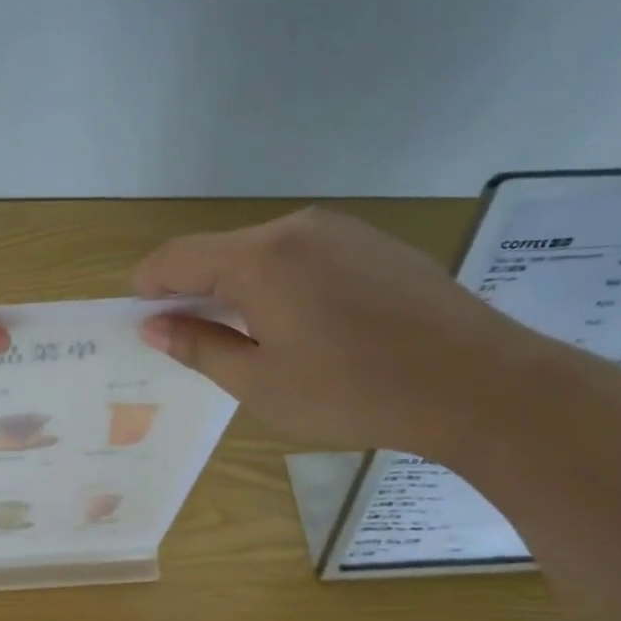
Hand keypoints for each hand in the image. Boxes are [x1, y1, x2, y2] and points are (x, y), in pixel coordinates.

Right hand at [133, 208, 545, 456]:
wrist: (479, 384)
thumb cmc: (354, 392)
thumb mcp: (260, 383)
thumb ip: (199, 347)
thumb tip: (155, 325)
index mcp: (259, 259)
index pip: (176, 257)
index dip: (148, 284)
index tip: (141, 315)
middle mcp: (295, 229)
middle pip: (220, 251)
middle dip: (195, 289)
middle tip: (193, 337)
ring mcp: (340, 231)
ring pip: (263, 253)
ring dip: (239, 287)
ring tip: (251, 337)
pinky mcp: (374, 243)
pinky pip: (304, 255)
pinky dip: (281, 282)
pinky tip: (304, 324)